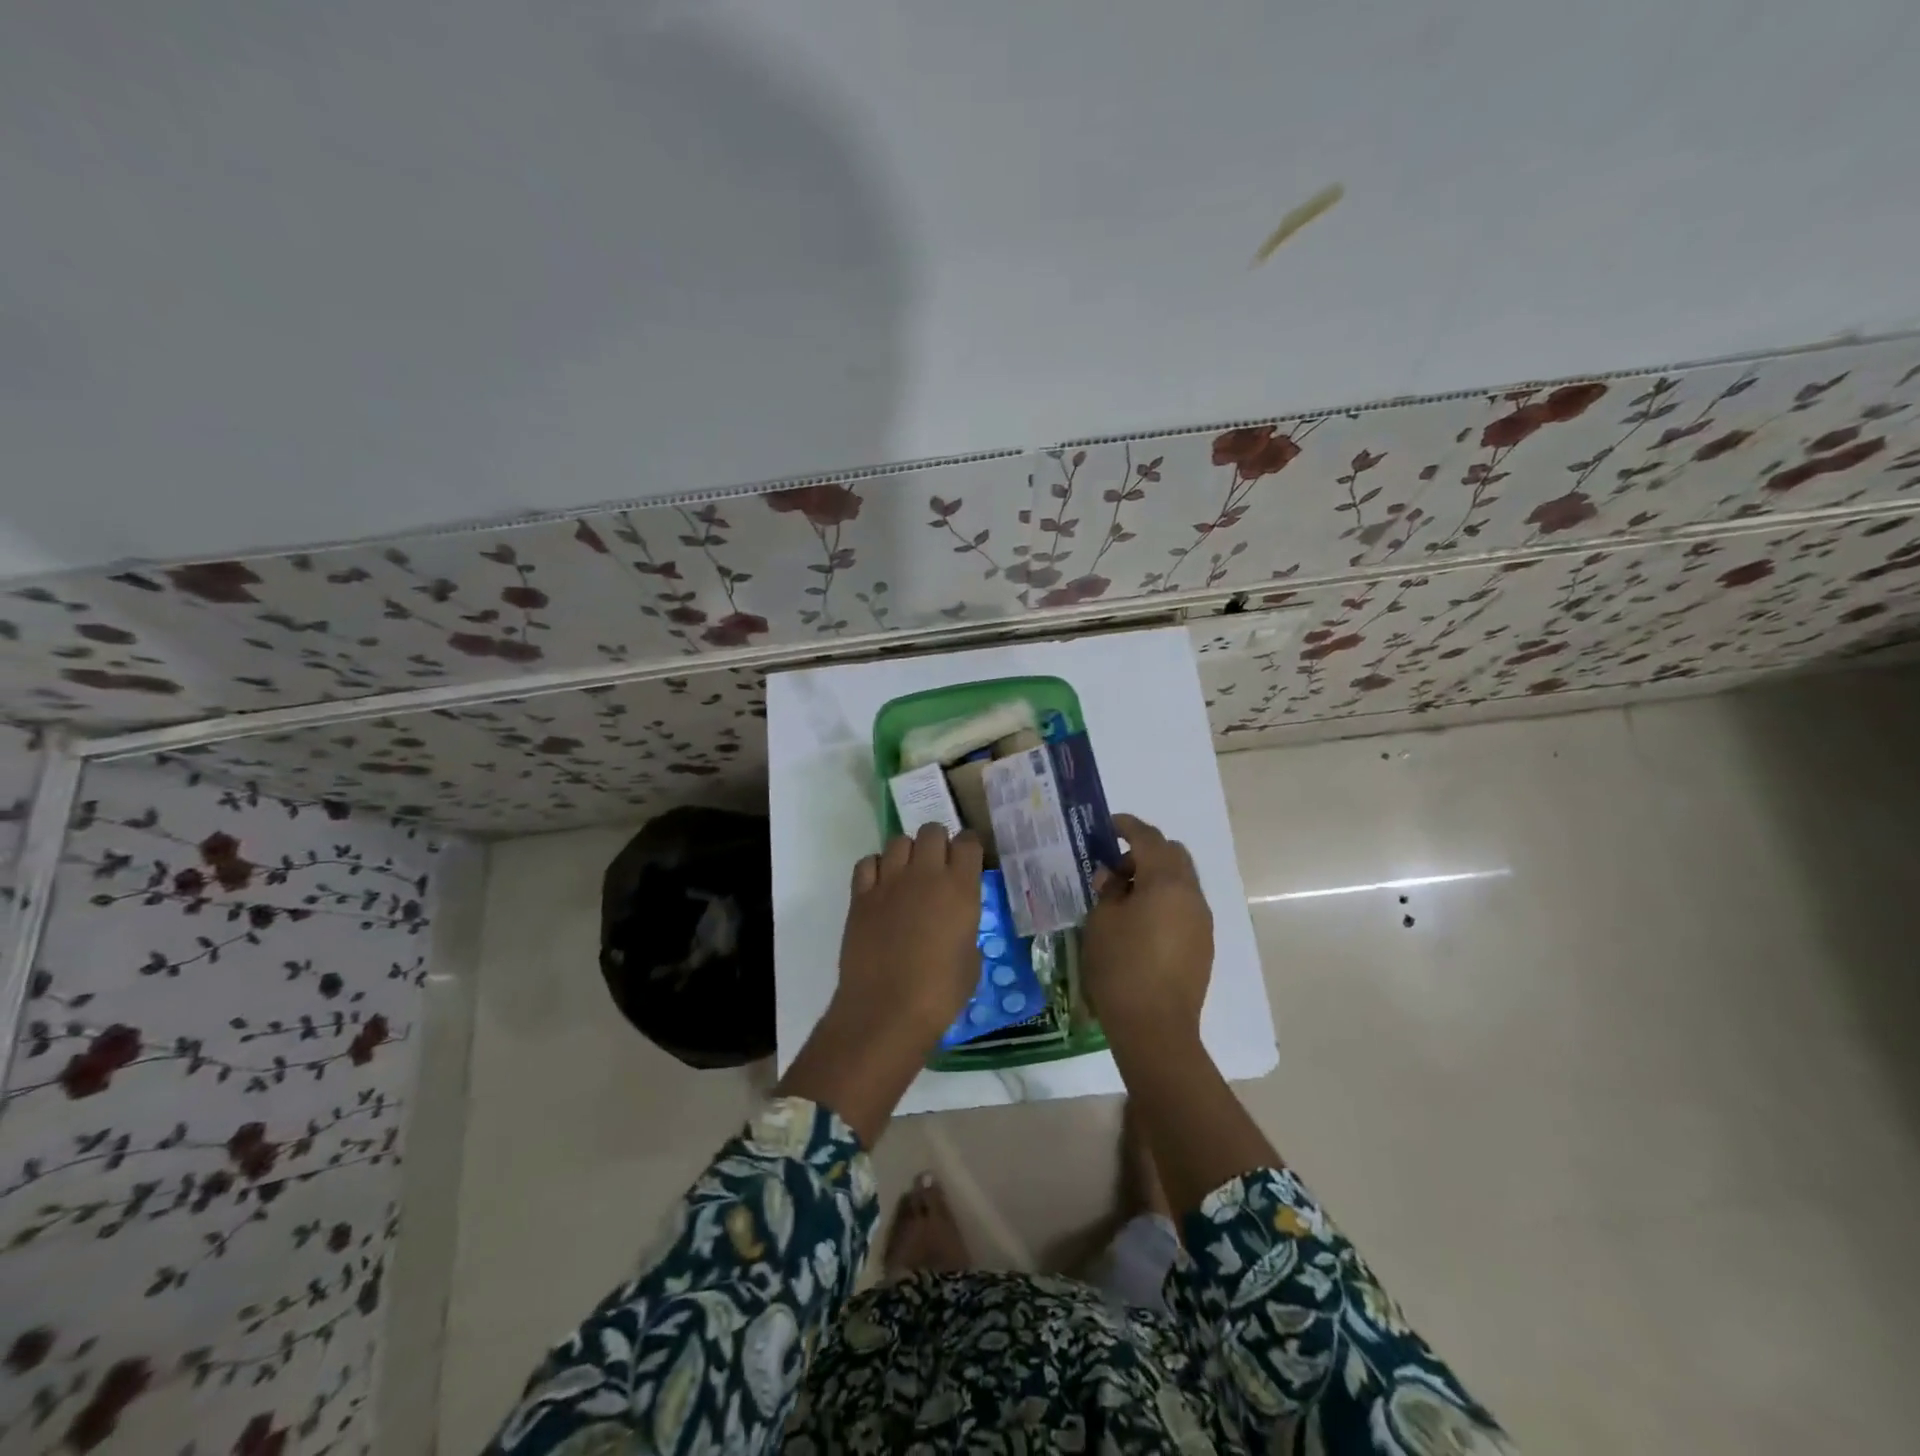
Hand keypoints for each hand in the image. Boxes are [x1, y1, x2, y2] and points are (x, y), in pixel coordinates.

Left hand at [777, 824, 982, 1145]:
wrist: (886, 1010)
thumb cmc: (940, 993)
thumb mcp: (971, 959)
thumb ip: (965, 927)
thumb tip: (955, 922)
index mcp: (960, 888)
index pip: (968, 842)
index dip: (969, 847)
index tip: (969, 860)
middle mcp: (925, 874)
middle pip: (932, 831)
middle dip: (938, 843)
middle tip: (938, 866)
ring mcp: (889, 881)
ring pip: (898, 841)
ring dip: (907, 853)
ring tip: (908, 875)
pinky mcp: (861, 895)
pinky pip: (868, 862)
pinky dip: (876, 868)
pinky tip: (881, 887)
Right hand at [1082, 813, 1213, 1051]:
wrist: (1155, 1027)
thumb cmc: (1121, 966)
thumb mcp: (1102, 921)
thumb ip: (1108, 890)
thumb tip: (1113, 877)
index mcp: (1167, 882)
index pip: (1149, 838)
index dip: (1127, 826)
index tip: (1108, 825)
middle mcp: (1192, 895)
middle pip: (1173, 855)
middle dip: (1144, 852)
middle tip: (1114, 869)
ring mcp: (1202, 921)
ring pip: (1181, 882)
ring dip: (1155, 878)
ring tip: (1123, 899)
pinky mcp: (1203, 945)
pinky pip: (1184, 907)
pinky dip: (1164, 901)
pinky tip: (1140, 923)